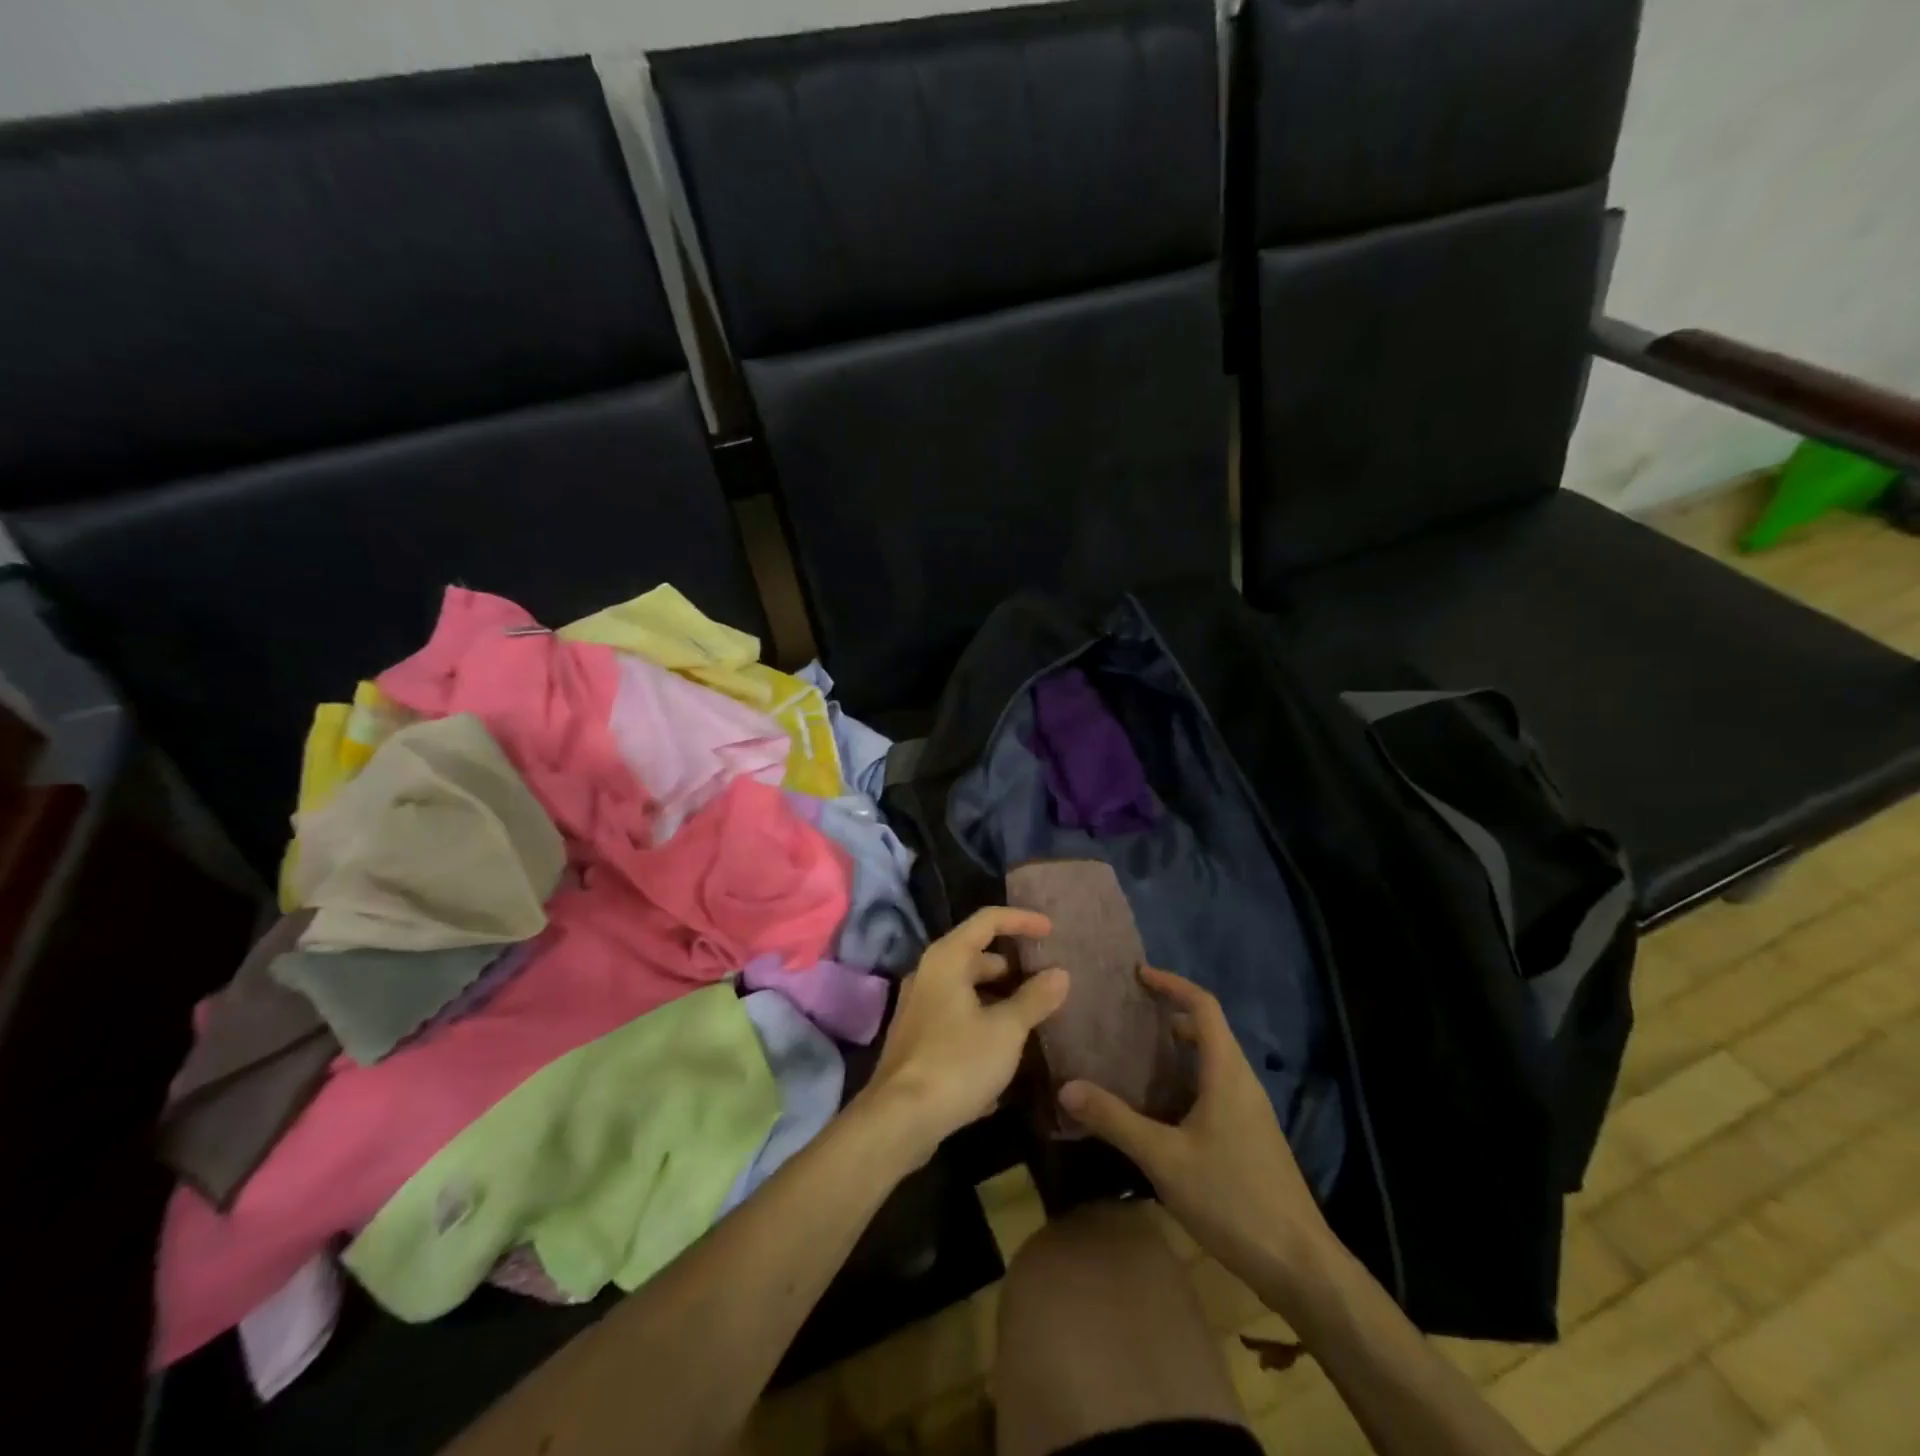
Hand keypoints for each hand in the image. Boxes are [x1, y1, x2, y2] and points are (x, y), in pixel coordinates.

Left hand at [860, 907, 1069, 1168]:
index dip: (1022, 920)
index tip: (1052, 932)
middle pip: (977, 955)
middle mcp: (929, 974)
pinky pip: (958, 1017)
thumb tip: (1060, 973)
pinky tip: (1007, 1051)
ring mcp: (920, 1007)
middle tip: (1046, 981)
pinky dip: (984, 1023)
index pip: (988, 920)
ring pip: (968, 990)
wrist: (899, 1120)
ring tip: (1034, 1016)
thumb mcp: (1006, 1030)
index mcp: (947, 959)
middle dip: (1013, 966)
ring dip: (1000, 998)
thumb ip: (1034, 998)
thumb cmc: (957, 1062)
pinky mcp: (918, 1039)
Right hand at [1059, 967, 1339, 1314]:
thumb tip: (1067, 1087)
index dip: (1173, 984)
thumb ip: (1115, 1121)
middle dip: (1170, 1015)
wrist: (1299, 1265)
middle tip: (1128, 1017)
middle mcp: (1243, 1082)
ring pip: (1213, 1062)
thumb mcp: (1164, 1159)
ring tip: (1136, 1058)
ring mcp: (1251, 1112)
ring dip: (1178, 1051)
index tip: (1139, 975)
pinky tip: (1160, 1110)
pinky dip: (1187, 1080)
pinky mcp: (1251, 1137)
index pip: (1204, 1007)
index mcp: (1227, 1073)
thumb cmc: (1233, 1198)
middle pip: (1209, 1030)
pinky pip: (1216, 1089)